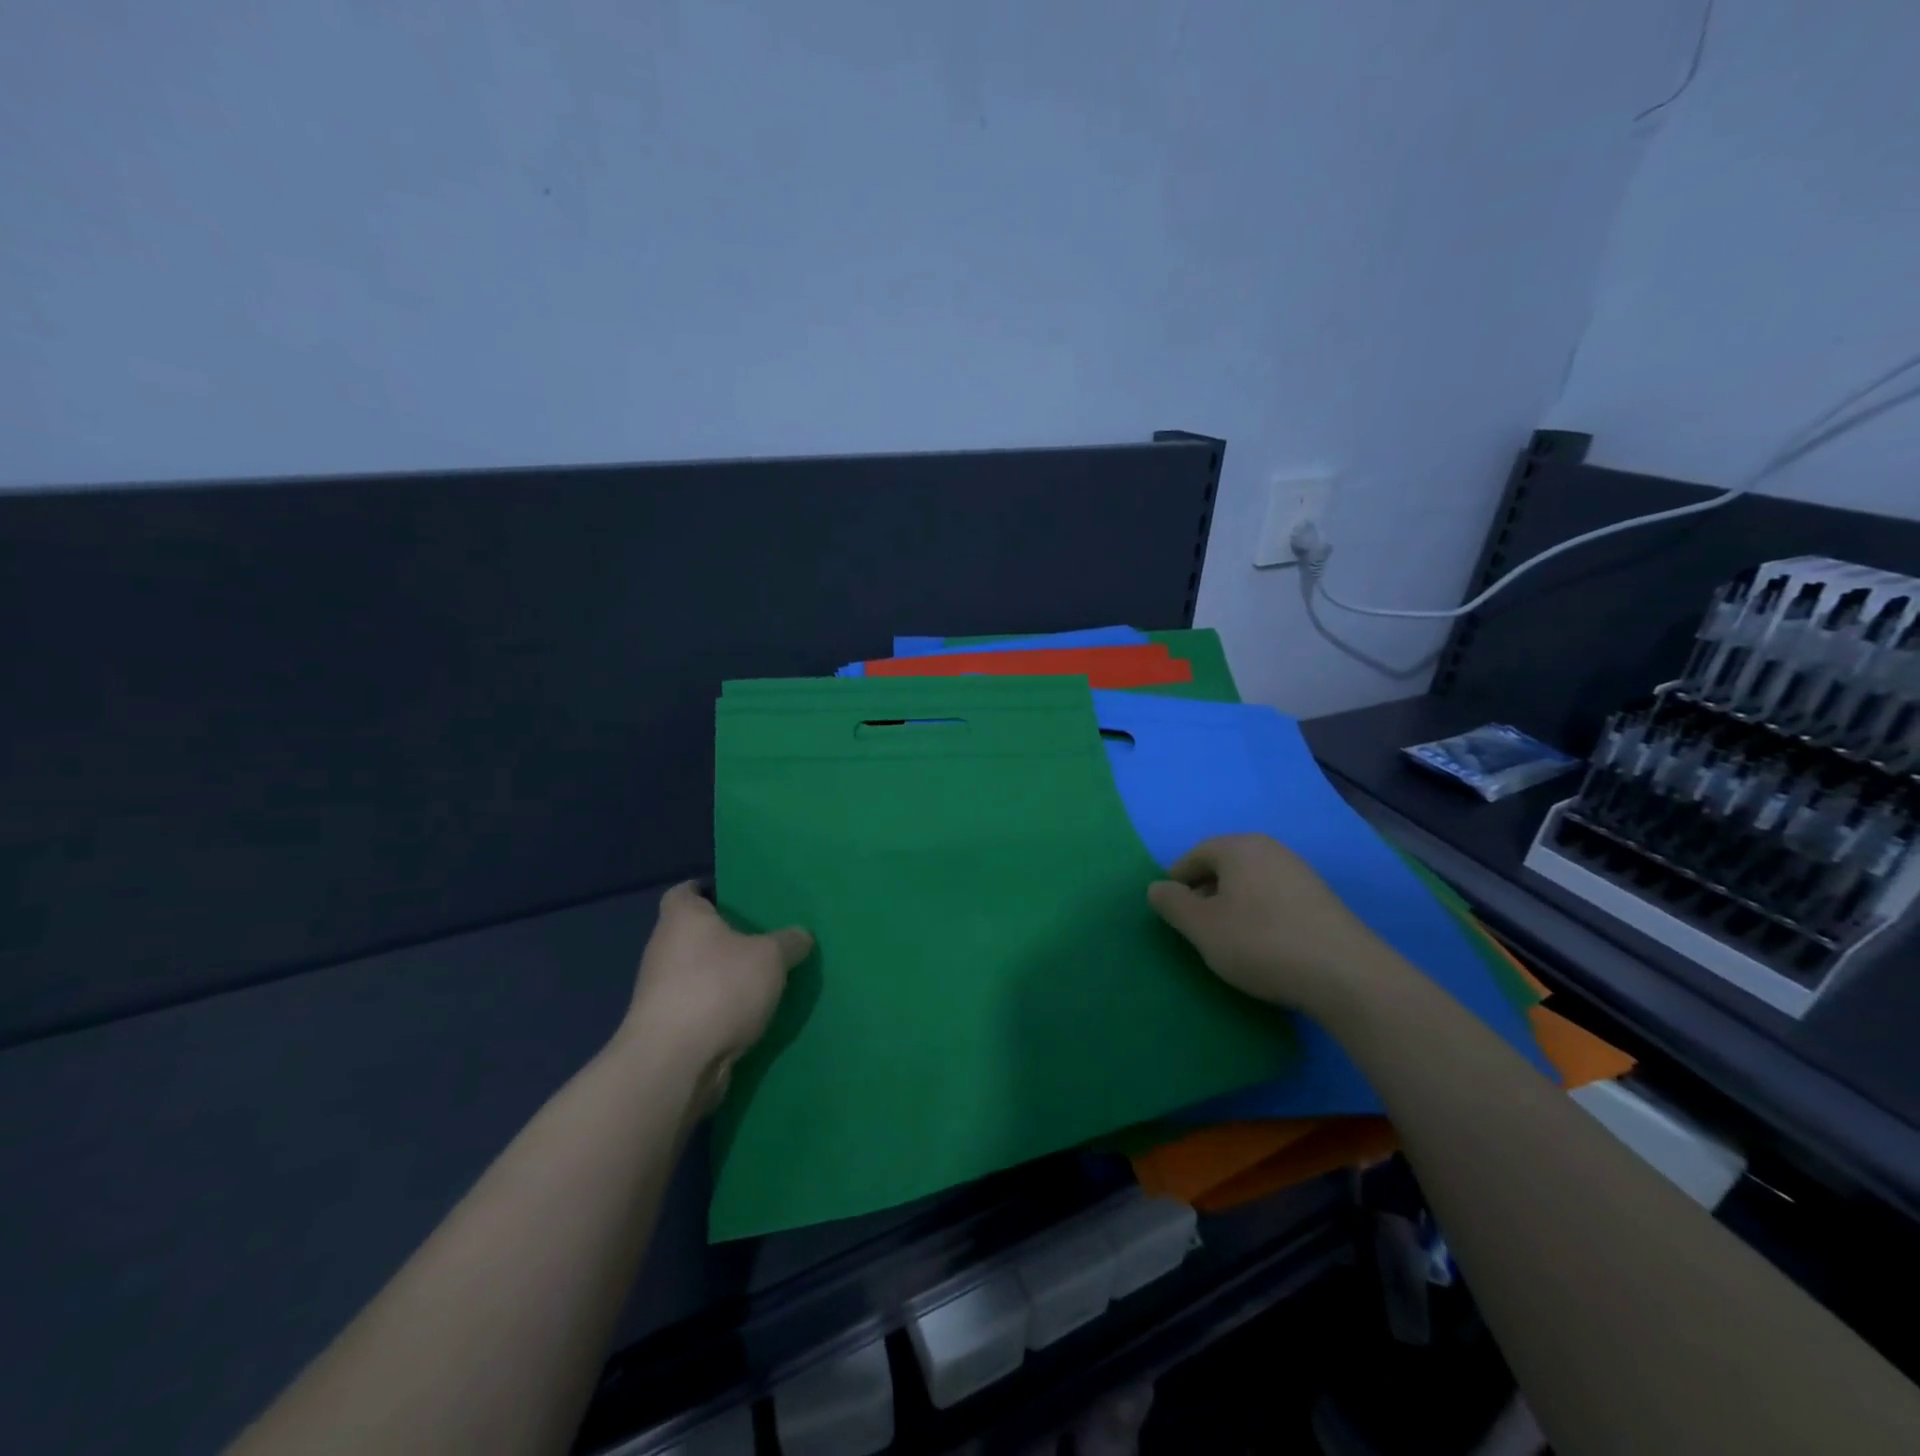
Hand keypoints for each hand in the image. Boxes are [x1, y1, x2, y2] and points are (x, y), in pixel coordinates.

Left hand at [621, 882, 813, 1109]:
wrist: (674, 1063)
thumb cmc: (719, 988)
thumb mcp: (771, 957)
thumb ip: (789, 942)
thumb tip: (801, 936)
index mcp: (682, 918)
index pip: (685, 892)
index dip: (707, 891)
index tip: (735, 898)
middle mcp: (663, 948)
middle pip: (693, 934)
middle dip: (723, 937)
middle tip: (763, 937)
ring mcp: (660, 991)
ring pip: (696, 972)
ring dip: (722, 976)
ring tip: (762, 978)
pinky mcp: (666, 1027)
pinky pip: (698, 1005)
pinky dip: (718, 1007)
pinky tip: (748, 1014)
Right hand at [1147, 834, 1382, 1016]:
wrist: (1346, 975)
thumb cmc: (1260, 942)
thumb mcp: (1202, 927)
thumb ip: (1172, 904)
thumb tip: (1156, 888)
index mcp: (1239, 847)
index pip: (1196, 854)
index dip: (1177, 879)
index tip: (1171, 908)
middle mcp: (1271, 850)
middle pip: (1225, 865)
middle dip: (1205, 890)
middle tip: (1196, 924)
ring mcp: (1301, 873)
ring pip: (1252, 881)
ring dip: (1233, 903)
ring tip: (1228, 937)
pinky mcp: (1322, 900)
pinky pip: (1276, 897)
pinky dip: (1260, 913)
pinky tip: (1263, 943)